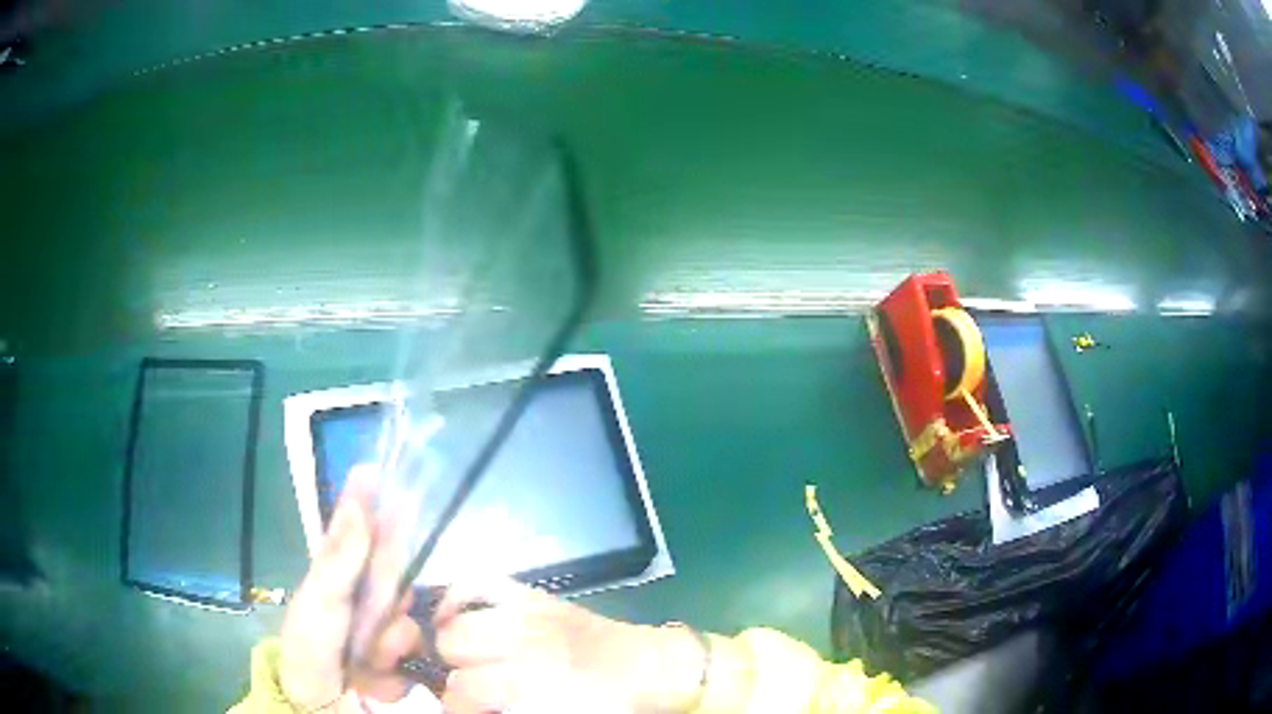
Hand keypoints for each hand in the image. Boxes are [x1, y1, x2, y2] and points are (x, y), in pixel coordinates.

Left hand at [279, 466, 423, 711]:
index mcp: (341, 570)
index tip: (375, 472)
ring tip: (363, 657)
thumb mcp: (320, 597)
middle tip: (370, 612)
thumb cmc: (310, 644)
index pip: (362, 528)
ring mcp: (386, 625)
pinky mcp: (404, 656)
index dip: (372, 500)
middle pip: (396, 573)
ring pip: (408, 615)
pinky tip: (375, 672)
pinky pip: (415, 647)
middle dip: (386, 594)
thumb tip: (360, 493)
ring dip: (388, 638)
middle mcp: (367, 592)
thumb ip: (343, 553)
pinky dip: (396, 662)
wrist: (321, 702)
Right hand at [433, 579, 706, 712]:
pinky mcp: (530, 594)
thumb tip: (475, 705)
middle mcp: (523, 641)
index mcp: (531, 681)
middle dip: (454, 674)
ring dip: (453, 644)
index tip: (463, 711)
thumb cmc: (607, 704)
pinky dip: (457, 598)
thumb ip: (508, 710)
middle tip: (469, 687)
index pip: (462, 690)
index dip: (457, 707)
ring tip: (463, 660)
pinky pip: (477, 583)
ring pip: (456, 623)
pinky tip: (451, 616)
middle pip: (452, 650)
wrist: (650, 669)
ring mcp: (525, 611)